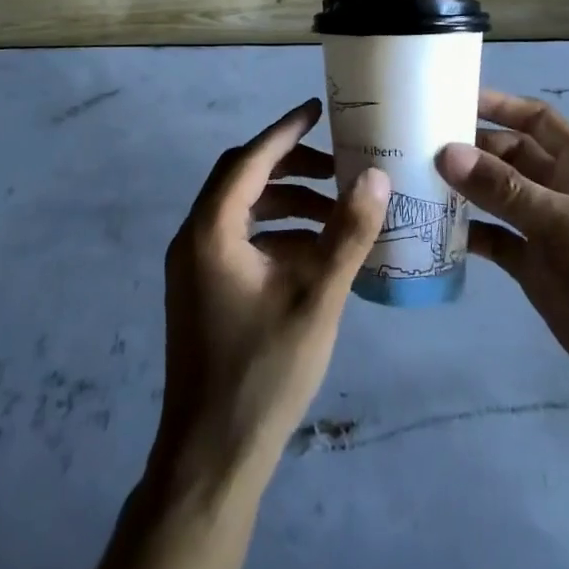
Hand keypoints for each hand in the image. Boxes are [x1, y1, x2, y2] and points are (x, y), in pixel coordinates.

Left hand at [153, 99, 390, 487]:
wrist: (210, 459)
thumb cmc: (263, 373)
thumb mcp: (316, 299)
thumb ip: (347, 234)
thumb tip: (375, 175)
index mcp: (211, 230)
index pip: (249, 159)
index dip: (285, 131)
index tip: (317, 109)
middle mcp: (194, 237)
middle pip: (242, 179)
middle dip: (289, 165)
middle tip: (335, 165)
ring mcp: (193, 266)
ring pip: (242, 210)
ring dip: (286, 202)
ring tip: (335, 210)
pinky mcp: (201, 290)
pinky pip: (239, 240)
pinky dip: (275, 233)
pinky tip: (315, 252)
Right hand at [436, 89, 568, 424]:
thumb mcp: (564, 225)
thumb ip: (504, 189)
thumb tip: (446, 151)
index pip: (535, 119)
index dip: (499, 105)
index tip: (452, 99)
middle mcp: (560, 189)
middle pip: (508, 155)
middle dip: (470, 148)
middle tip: (417, 144)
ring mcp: (546, 229)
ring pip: (497, 196)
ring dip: (464, 189)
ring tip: (416, 182)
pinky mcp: (535, 267)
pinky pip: (495, 238)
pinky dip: (469, 233)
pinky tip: (436, 232)